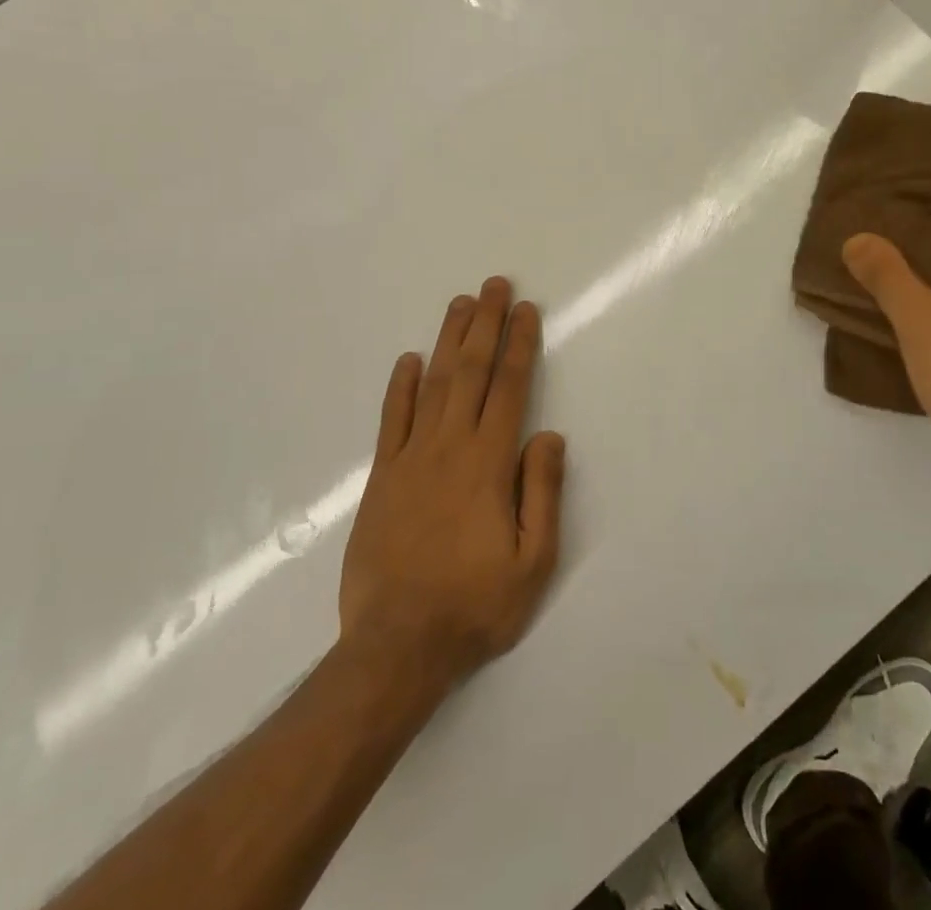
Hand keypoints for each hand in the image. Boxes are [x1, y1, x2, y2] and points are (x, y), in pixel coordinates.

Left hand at [338, 278, 566, 692]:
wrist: (397, 646)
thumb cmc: (474, 605)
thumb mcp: (534, 562)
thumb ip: (543, 493)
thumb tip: (549, 435)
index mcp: (489, 463)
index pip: (510, 388)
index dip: (519, 344)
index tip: (526, 309)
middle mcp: (450, 447)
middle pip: (472, 372)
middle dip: (486, 324)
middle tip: (494, 284)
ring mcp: (411, 458)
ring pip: (434, 384)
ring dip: (449, 341)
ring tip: (461, 304)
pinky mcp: (382, 477)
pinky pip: (392, 420)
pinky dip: (401, 387)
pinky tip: (409, 360)